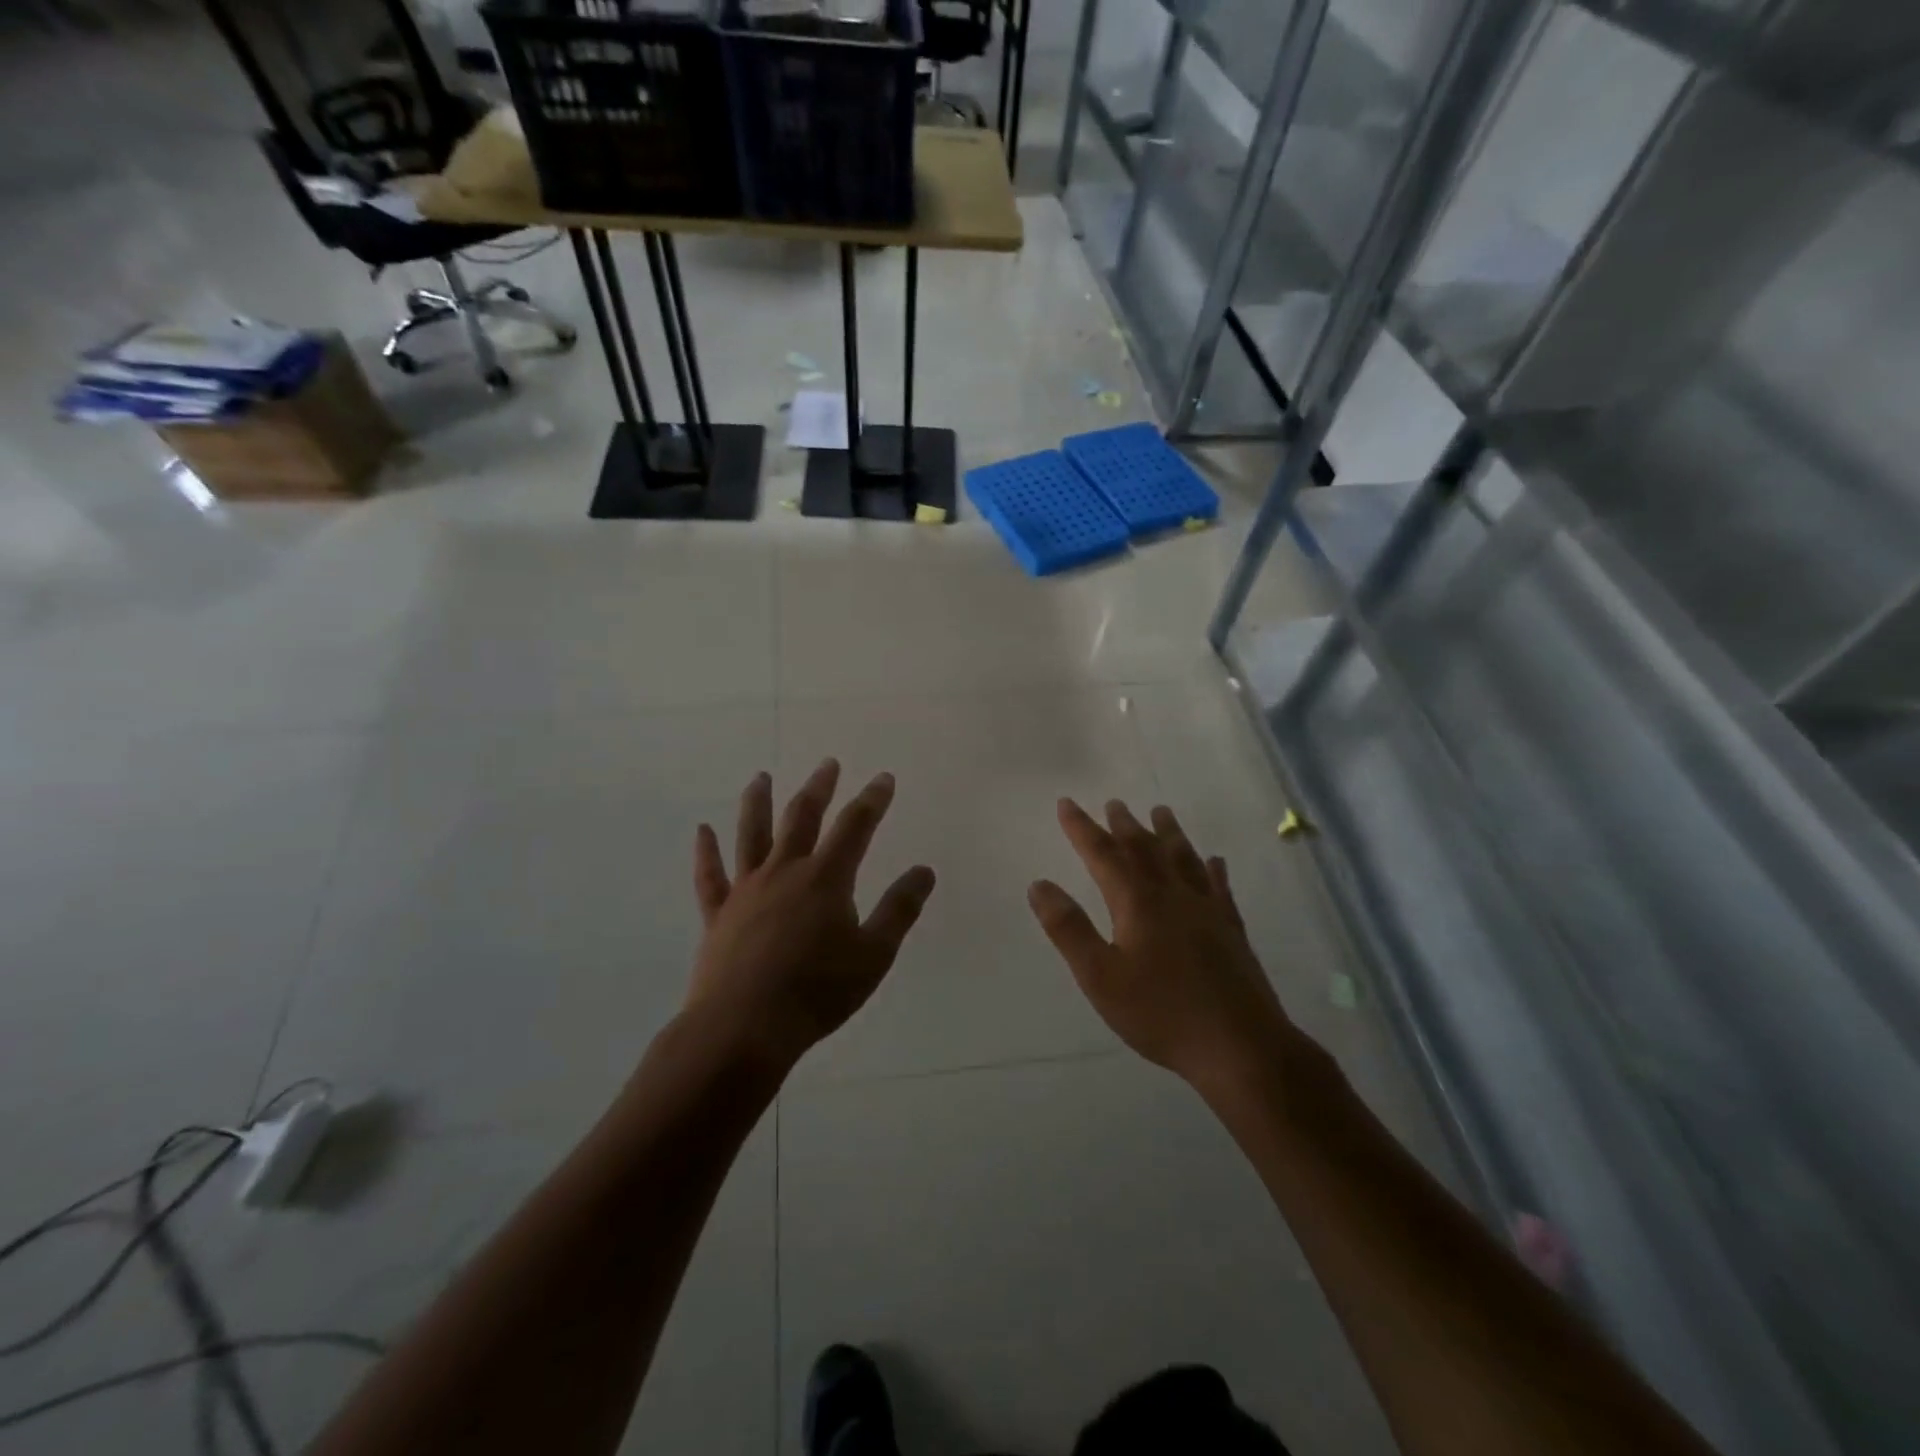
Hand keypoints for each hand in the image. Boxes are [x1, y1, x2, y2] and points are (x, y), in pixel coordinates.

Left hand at [686, 760, 935, 1072]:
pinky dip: (706, 851)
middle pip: (801, 817)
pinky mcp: (719, 915)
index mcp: (825, 879)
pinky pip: (710, 876)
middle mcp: (784, 872)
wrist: (744, 1028)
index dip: (872, 800)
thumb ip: (899, 909)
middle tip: (828, 765)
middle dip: (818, 788)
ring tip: (760, 777)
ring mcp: (746, 890)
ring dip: (758, 802)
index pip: (855, 826)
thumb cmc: (817, 992)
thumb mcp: (873, 954)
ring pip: (752, 835)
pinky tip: (702, 831)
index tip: (884, 778)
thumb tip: (925, 870)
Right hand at [1028, 799, 1291, 1089]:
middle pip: (1145, 849)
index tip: (1067, 803)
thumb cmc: (1161, 1012)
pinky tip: (1215, 862)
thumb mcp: (1100, 976)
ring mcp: (1206, 909)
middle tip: (1114, 803)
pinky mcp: (1231, 929)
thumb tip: (1039, 884)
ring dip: (1169, 833)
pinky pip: (1219, 886)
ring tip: (1161, 812)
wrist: (1239, 1045)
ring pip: (1184, 859)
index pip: (1103, 854)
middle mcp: (1172, 895)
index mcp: (1137, 902)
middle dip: (1124, 825)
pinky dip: (1212, 869)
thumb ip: (1068, 928)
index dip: (1082, 828)